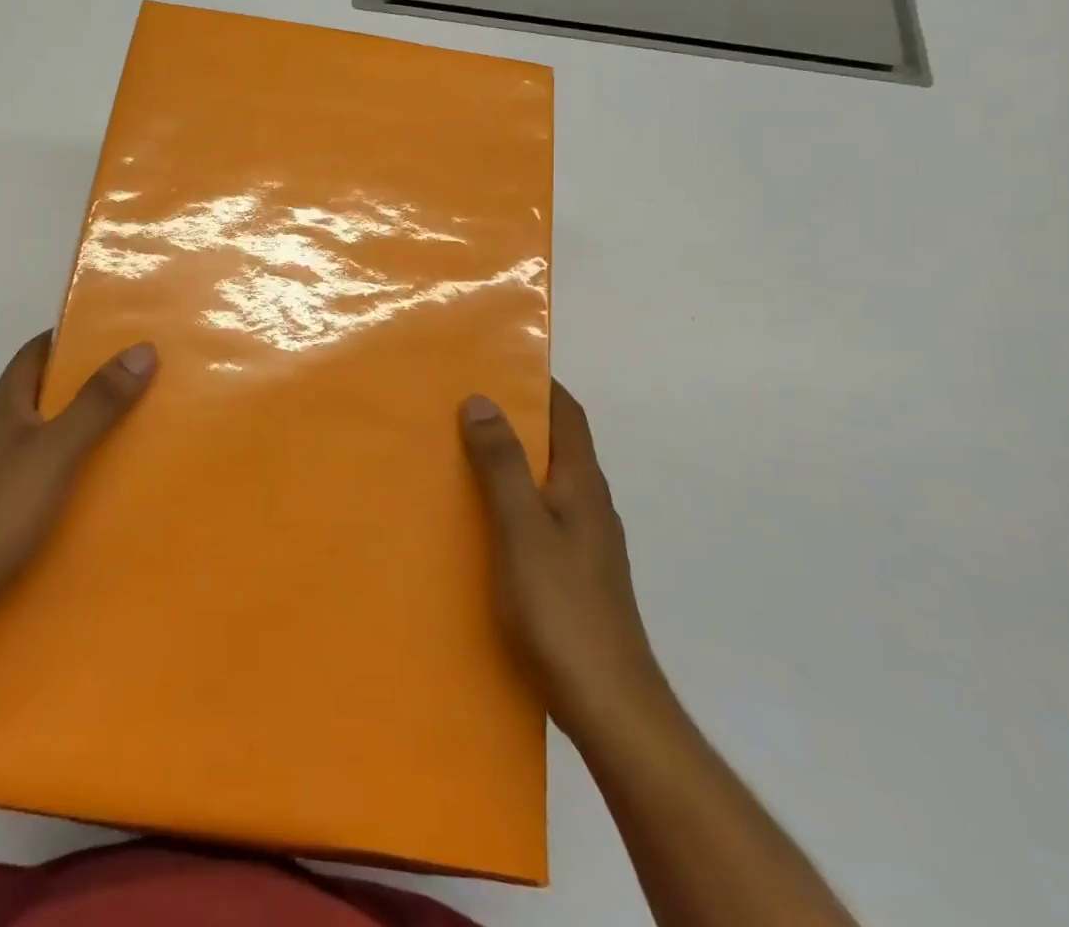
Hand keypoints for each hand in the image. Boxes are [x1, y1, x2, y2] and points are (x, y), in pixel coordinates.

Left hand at [0, 332, 156, 634]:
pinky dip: (47, 475)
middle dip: (74, 389)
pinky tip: (70, 497)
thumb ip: (99, 402)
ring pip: (26, 438)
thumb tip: (142, 348)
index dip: (69, 340)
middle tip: (126, 391)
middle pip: (32, 394)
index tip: (112, 339)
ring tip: (110, 442)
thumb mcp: (58, 450)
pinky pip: (19, 478)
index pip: (34, 353)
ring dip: (62, 434)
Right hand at [460, 382, 666, 739]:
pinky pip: (538, 516)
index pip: (568, 414)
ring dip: (509, 461)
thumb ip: (501, 465)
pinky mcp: (573, 574)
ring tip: (458, 454)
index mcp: (582, 485)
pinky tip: (478, 520)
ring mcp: (585, 543)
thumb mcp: (522, 528)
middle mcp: (589, 506)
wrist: (610, 706)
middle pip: (554, 445)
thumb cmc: (562, 609)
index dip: (539, 383)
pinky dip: (509, 500)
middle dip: (514, 419)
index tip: (496, 362)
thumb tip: (481, 399)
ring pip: (544, 482)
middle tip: (460, 405)